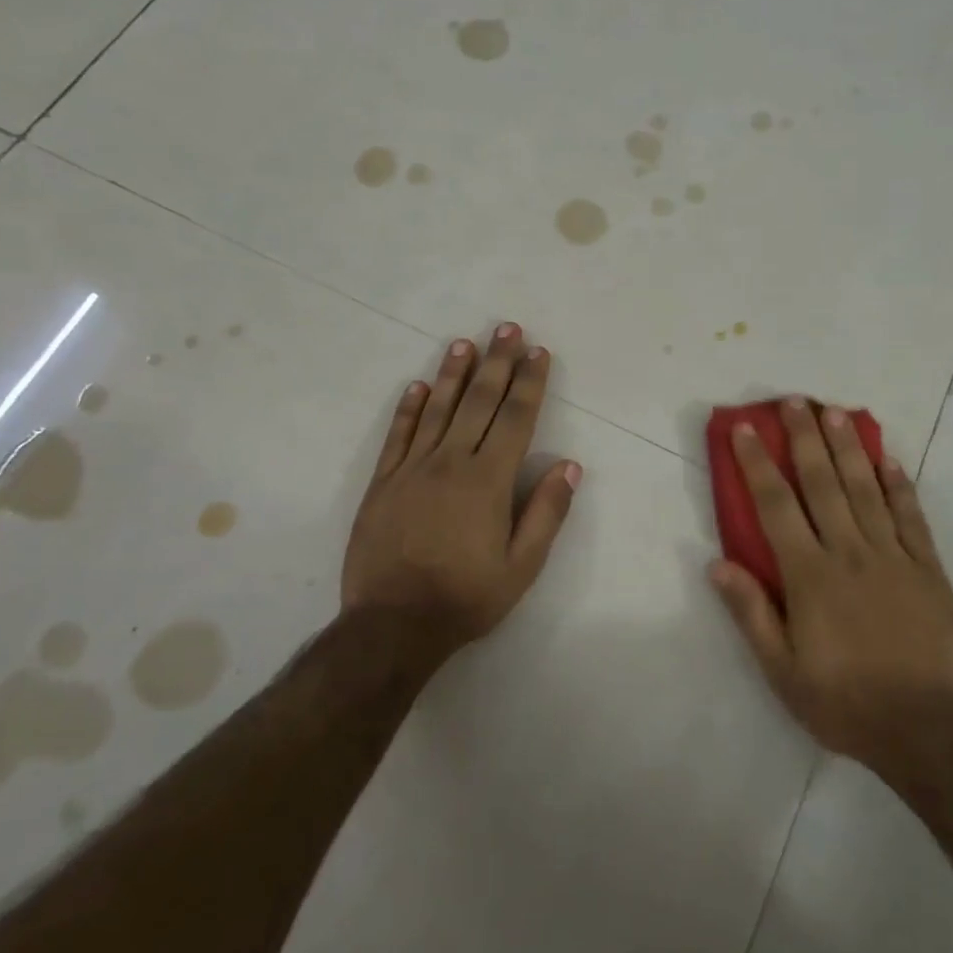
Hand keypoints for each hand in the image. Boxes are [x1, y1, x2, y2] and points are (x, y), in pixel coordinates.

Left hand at [342, 324, 580, 658]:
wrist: (392, 625)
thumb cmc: (466, 596)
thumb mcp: (522, 566)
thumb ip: (546, 512)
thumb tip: (569, 465)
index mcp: (489, 480)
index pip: (516, 418)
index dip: (530, 382)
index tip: (538, 352)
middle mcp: (451, 462)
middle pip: (479, 401)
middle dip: (497, 362)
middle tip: (506, 327)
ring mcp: (412, 469)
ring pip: (437, 409)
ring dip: (453, 373)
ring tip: (465, 343)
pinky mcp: (383, 483)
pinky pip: (397, 436)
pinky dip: (408, 408)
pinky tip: (417, 386)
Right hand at [709, 397, 952, 779]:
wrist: (930, 731)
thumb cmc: (846, 704)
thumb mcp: (783, 671)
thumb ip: (751, 613)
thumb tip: (716, 562)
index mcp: (809, 575)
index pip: (776, 506)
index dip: (758, 463)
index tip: (745, 429)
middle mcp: (849, 552)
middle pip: (822, 483)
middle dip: (804, 438)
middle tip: (794, 401)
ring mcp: (893, 556)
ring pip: (865, 488)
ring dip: (848, 447)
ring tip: (835, 412)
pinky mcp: (928, 568)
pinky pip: (910, 516)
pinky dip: (899, 485)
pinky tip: (890, 459)